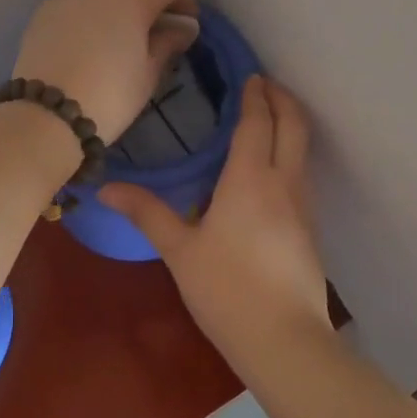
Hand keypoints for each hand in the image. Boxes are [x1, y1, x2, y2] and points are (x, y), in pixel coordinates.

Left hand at [12, 0, 199, 142]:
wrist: (45, 114)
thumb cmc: (109, 95)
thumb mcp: (148, 73)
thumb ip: (168, 42)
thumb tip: (184, 27)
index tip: (187, 24)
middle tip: (159, 26)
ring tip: (124, 31)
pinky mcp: (45, 10)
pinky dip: (93, 9)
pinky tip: (93, 37)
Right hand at [101, 76, 331, 368]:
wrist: (286, 342)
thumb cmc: (227, 290)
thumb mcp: (180, 250)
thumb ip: (147, 213)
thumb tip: (107, 188)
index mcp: (250, 178)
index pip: (257, 122)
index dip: (255, 95)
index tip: (250, 75)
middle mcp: (283, 182)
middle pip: (293, 126)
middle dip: (283, 99)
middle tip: (265, 84)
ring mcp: (303, 206)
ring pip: (302, 150)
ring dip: (290, 125)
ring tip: (268, 118)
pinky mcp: (309, 229)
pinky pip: (301, 175)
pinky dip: (290, 154)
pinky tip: (270, 170)